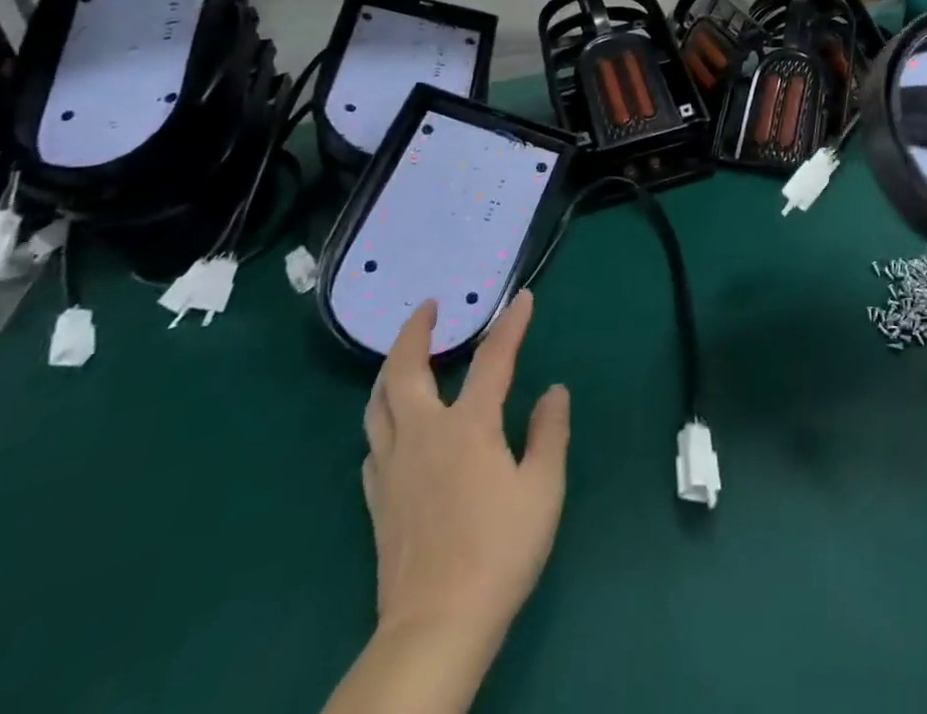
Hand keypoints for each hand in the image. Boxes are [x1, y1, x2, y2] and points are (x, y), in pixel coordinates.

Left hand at [362, 292, 569, 651]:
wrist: (437, 626)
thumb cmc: (499, 551)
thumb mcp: (543, 489)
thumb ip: (549, 433)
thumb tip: (553, 392)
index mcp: (468, 426)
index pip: (493, 359)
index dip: (510, 325)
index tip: (522, 299)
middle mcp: (423, 435)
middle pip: (404, 371)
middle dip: (413, 333)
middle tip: (427, 309)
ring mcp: (393, 468)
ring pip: (376, 405)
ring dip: (388, 371)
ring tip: (402, 357)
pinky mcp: (377, 501)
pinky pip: (372, 445)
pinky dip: (382, 420)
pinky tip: (393, 429)